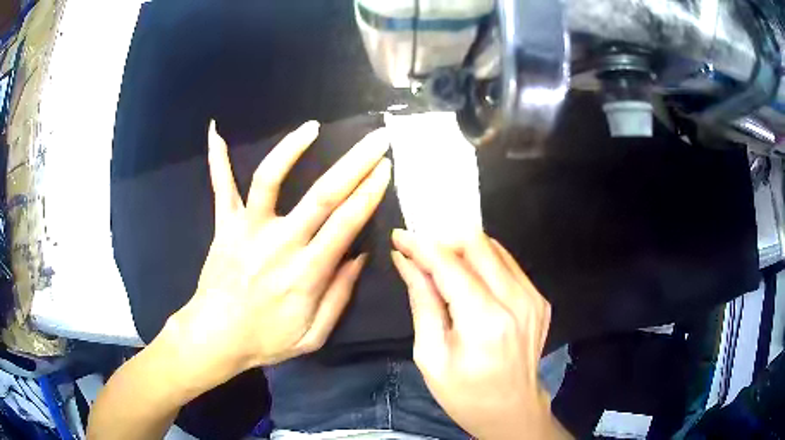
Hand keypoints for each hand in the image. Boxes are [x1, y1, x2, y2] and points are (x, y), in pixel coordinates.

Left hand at [163, 120, 390, 394]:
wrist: (215, 337)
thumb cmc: (266, 340)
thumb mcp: (313, 336)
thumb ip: (339, 296)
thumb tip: (361, 256)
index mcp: (306, 273)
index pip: (346, 223)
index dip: (369, 192)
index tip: (386, 167)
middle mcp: (279, 243)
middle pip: (322, 194)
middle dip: (354, 163)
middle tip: (375, 139)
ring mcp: (247, 229)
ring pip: (270, 179)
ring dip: (291, 149)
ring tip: (312, 127)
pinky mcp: (224, 225)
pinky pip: (220, 187)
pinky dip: (217, 159)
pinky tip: (215, 131)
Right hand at [391, 230, 569, 439]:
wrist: (512, 410)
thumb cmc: (464, 394)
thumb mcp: (430, 355)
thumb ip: (422, 302)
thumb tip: (406, 262)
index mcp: (484, 321)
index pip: (450, 265)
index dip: (422, 246)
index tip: (400, 236)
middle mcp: (516, 301)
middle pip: (478, 244)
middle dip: (444, 241)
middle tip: (421, 254)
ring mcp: (533, 298)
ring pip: (496, 249)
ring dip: (464, 250)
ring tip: (441, 266)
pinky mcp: (540, 300)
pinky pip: (509, 265)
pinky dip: (484, 263)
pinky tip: (469, 280)